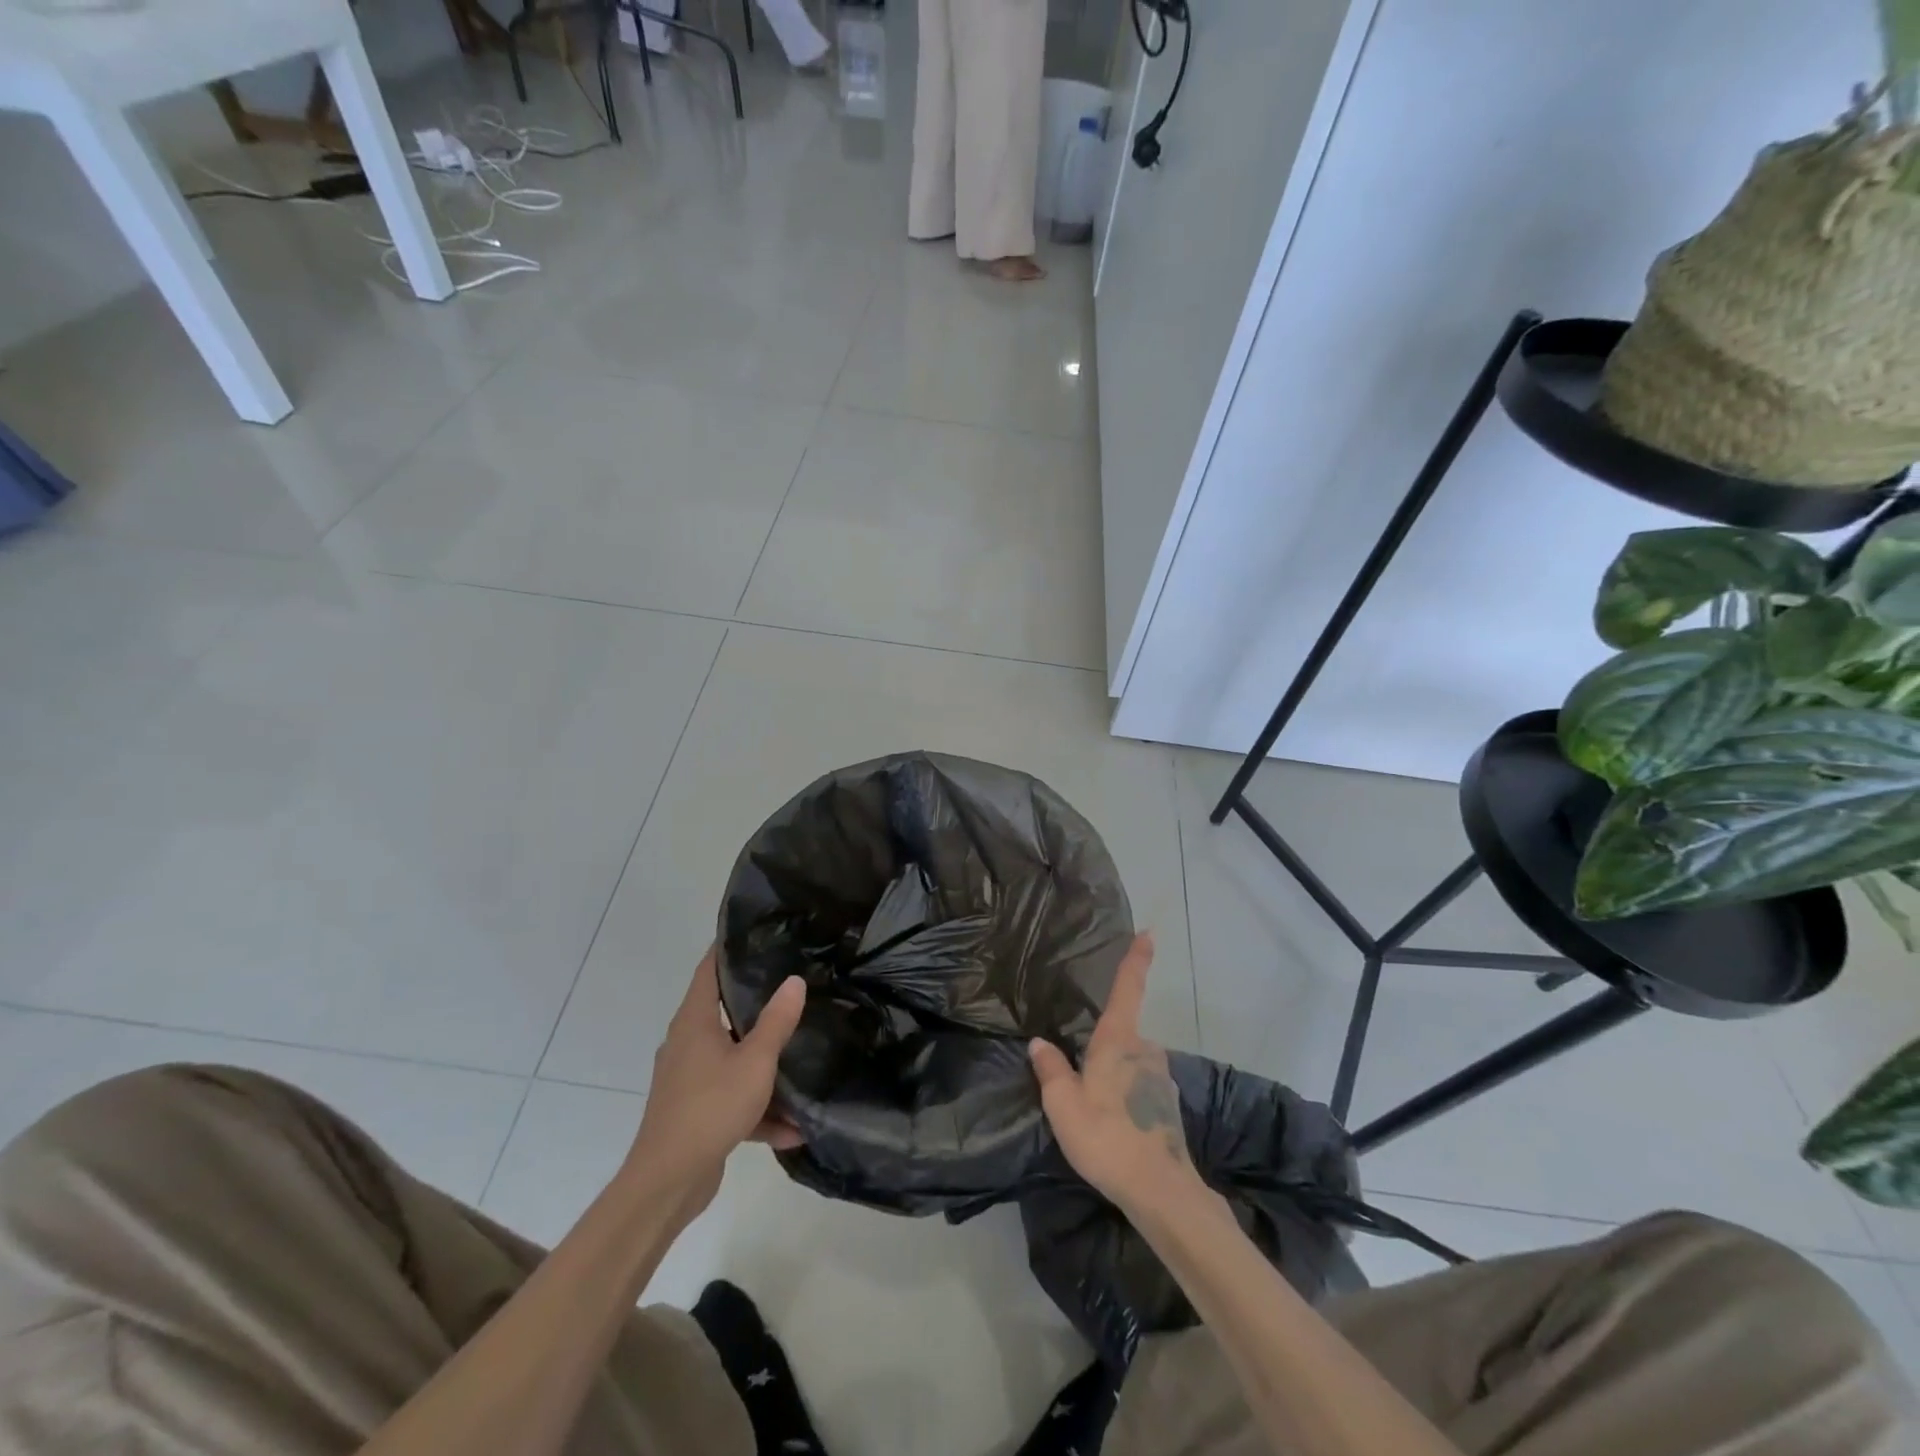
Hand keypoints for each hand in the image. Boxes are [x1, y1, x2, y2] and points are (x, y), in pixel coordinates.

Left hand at [625, 947, 805, 1215]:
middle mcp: (686, 1043)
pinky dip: (757, 1109)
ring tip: (801, 1058)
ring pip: (732, 1059)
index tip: (755, 932)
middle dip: (756, 1003)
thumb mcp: (754, 1061)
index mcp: (694, 1022)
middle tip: (792, 987)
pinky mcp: (694, 1111)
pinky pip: (731, 1098)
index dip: (727, 948)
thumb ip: (776, 1021)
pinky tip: (792, 1128)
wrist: (667, 1183)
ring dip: (763, 1066)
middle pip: (722, 1012)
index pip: (708, 970)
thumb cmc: (709, 1108)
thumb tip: (794, 980)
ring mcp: (688, 1079)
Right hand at [1029, 932, 1201, 1214]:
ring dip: (1116, 1079)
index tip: (1150, 933)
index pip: (1127, 989)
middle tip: (1083, 1084)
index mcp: (1118, 1041)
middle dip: (1104, 1050)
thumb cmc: (1107, 1138)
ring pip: (1132, 1065)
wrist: (1160, 1191)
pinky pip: (1141, 1088)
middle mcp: (1145, 1050)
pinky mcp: (1169, 1104)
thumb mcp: (1063, 1104)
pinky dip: (1128, 1099)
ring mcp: (1162, 1077)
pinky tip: (1116, 1129)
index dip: (1137, 959)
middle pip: (1122, 1036)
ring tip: (1097, 1115)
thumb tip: (1040, 1042)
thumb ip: (1050, 1070)